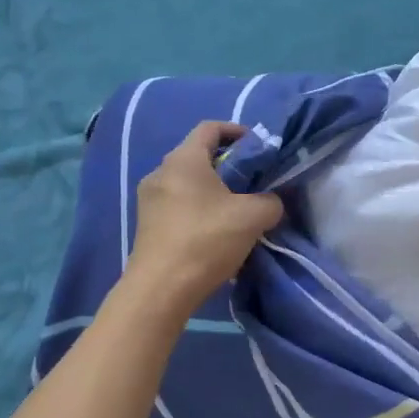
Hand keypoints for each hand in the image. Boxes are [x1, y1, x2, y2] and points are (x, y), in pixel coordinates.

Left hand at [127, 121, 283, 313]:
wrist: (161, 289)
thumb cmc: (206, 240)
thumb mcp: (253, 217)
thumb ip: (270, 201)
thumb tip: (270, 202)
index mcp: (184, 159)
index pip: (210, 128)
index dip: (237, 131)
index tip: (257, 147)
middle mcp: (161, 172)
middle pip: (198, 156)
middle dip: (228, 165)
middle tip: (253, 182)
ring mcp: (149, 200)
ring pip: (187, 183)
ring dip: (213, 190)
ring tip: (237, 211)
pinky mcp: (147, 225)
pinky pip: (178, 205)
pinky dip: (198, 209)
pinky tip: (215, 232)